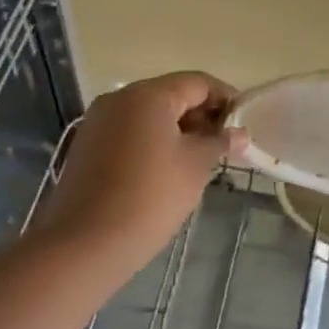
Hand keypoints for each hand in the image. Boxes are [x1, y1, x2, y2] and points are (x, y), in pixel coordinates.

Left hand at [35, 72, 244, 275]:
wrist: (84, 245)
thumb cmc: (150, 197)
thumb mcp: (195, 166)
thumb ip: (219, 142)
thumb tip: (240, 133)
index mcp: (148, 95)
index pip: (198, 83)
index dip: (226, 99)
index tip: (245, 122)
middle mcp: (119, 98)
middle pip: (172, 95)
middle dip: (202, 115)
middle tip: (225, 144)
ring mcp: (98, 121)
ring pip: (149, 115)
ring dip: (178, 129)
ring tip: (201, 159)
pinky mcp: (86, 146)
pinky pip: (130, 132)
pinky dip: (153, 142)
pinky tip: (167, 169)